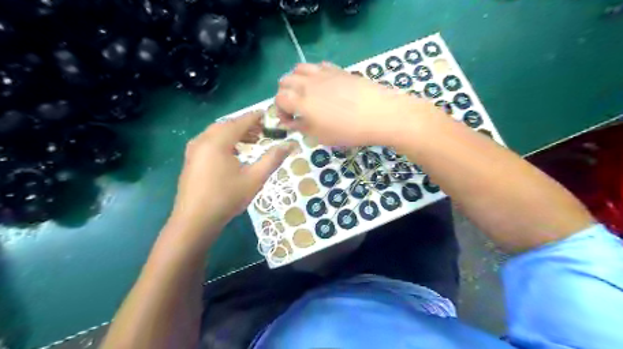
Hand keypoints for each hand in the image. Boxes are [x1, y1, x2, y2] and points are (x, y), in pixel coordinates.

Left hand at [168, 110, 294, 242]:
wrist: (195, 221)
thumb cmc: (227, 198)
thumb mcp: (255, 178)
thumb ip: (273, 159)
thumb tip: (290, 145)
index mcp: (218, 141)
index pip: (240, 122)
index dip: (255, 117)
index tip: (269, 115)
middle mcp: (203, 140)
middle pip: (227, 125)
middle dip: (246, 125)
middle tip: (263, 131)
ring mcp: (194, 150)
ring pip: (217, 133)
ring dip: (235, 133)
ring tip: (252, 142)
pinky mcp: (191, 160)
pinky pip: (209, 141)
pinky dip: (224, 141)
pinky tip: (233, 153)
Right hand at [275, 63, 439, 146]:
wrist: (379, 114)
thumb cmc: (348, 131)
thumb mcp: (321, 137)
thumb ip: (302, 128)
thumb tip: (292, 123)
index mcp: (301, 101)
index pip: (279, 99)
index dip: (280, 111)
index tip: (291, 122)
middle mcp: (308, 83)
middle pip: (285, 81)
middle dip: (285, 95)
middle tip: (296, 109)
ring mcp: (323, 73)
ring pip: (299, 69)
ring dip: (296, 81)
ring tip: (306, 94)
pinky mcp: (338, 70)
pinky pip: (318, 66)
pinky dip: (313, 74)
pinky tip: (323, 86)